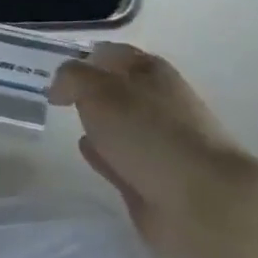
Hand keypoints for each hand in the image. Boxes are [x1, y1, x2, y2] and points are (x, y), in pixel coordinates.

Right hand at [48, 43, 257, 257]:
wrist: (202, 203)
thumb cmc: (149, 133)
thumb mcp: (98, 91)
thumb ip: (72, 79)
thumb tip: (59, 87)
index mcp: (151, 71)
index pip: (111, 54)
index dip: (84, 58)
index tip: (55, 72)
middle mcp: (158, 103)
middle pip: (117, 89)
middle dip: (91, 90)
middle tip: (57, 96)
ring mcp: (159, 144)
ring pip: (119, 125)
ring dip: (99, 123)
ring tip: (70, 121)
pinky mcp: (154, 182)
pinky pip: (119, 160)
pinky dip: (103, 155)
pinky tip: (86, 152)